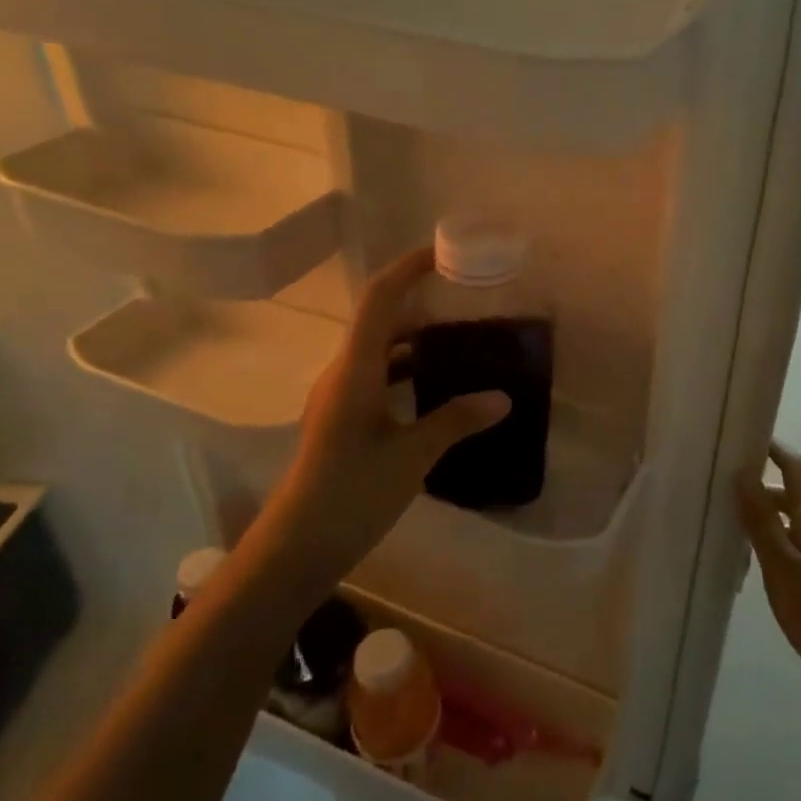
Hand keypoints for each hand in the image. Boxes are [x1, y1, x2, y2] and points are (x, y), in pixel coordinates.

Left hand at [259, 247, 509, 577]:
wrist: (297, 546)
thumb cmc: (351, 493)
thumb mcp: (412, 456)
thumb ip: (456, 420)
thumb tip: (503, 398)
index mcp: (356, 369)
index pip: (380, 299)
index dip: (408, 269)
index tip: (444, 254)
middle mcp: (343, 373)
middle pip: (381, 320)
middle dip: (421, 302)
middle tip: (466, 301)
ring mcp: (340, 397)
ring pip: (380, 351)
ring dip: (417, 340)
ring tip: (462, 341)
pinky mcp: (343, 420)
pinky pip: (379, 377)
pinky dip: (408, 370)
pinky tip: (439, 389)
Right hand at [737, 441, 800, 703]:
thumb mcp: (781, 567)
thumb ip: (761, 520)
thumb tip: (744, 471)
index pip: (798, 470)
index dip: (777, 451)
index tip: (753, 438)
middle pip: (799, 499)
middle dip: (768, 492)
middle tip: (732, 497)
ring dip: (777, 523)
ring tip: (745, 538)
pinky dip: (789, 547)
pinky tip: (775, 573)